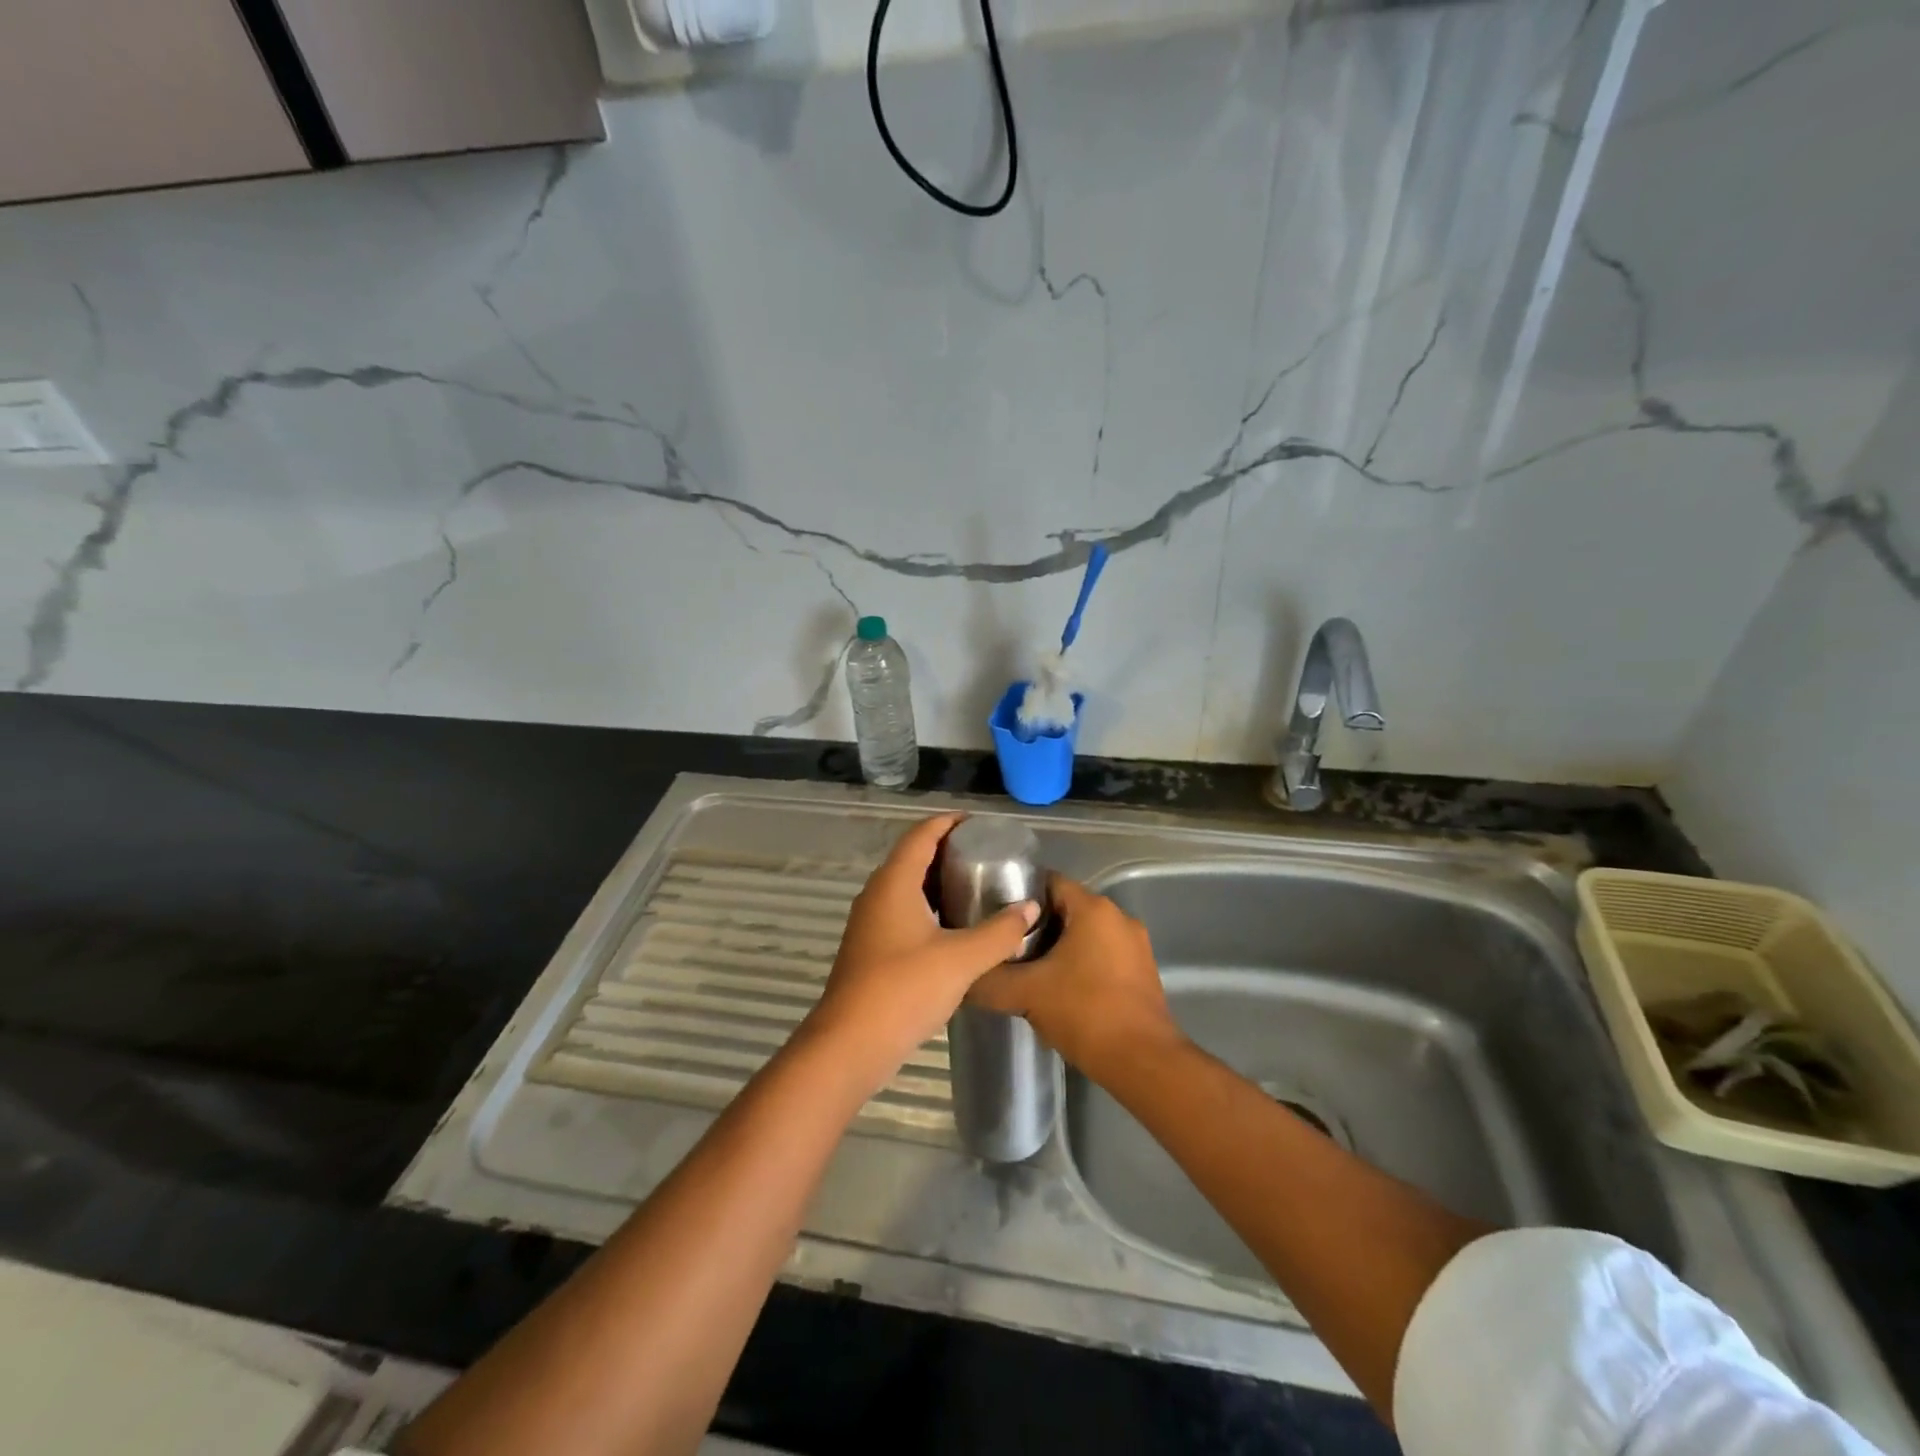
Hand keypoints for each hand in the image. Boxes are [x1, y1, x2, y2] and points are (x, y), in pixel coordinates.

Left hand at [804, 813, 1038, 1088]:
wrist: (850, 1044)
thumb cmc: (904, 989)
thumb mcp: (961, 959)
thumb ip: (999, 932)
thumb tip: (1030, 908)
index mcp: (894, 883)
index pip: (921, 835)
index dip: (947, 822)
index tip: (977, 823)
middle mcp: (877, 895)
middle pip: (911, 857)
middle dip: (945, 850)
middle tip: (984, 854)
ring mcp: (869, 923)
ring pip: (905, 887)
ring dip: (935, 881)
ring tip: (973, 886)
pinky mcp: (870, 948)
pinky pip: (901, 911)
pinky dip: (927, 907)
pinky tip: (952, 927)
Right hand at [969, 875, 1181, 1077]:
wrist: (1142, 1062)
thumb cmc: (1084, 1013)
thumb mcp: (1026, 994)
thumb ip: (989, 981)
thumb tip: (963, 978)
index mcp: (1093, 909)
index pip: (1049, 882)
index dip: (1019, 896)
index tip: (995, 915)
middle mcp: (1118, 917)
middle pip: (1067, 909)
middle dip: (1036, 926)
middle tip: (1005, 947)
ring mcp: (1135, 945)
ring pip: (1085, 934)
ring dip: (1059, 948)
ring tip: (1028, 970)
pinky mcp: (1143, 971)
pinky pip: (1103, 955)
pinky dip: (1081, 964)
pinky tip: (1059, 990)